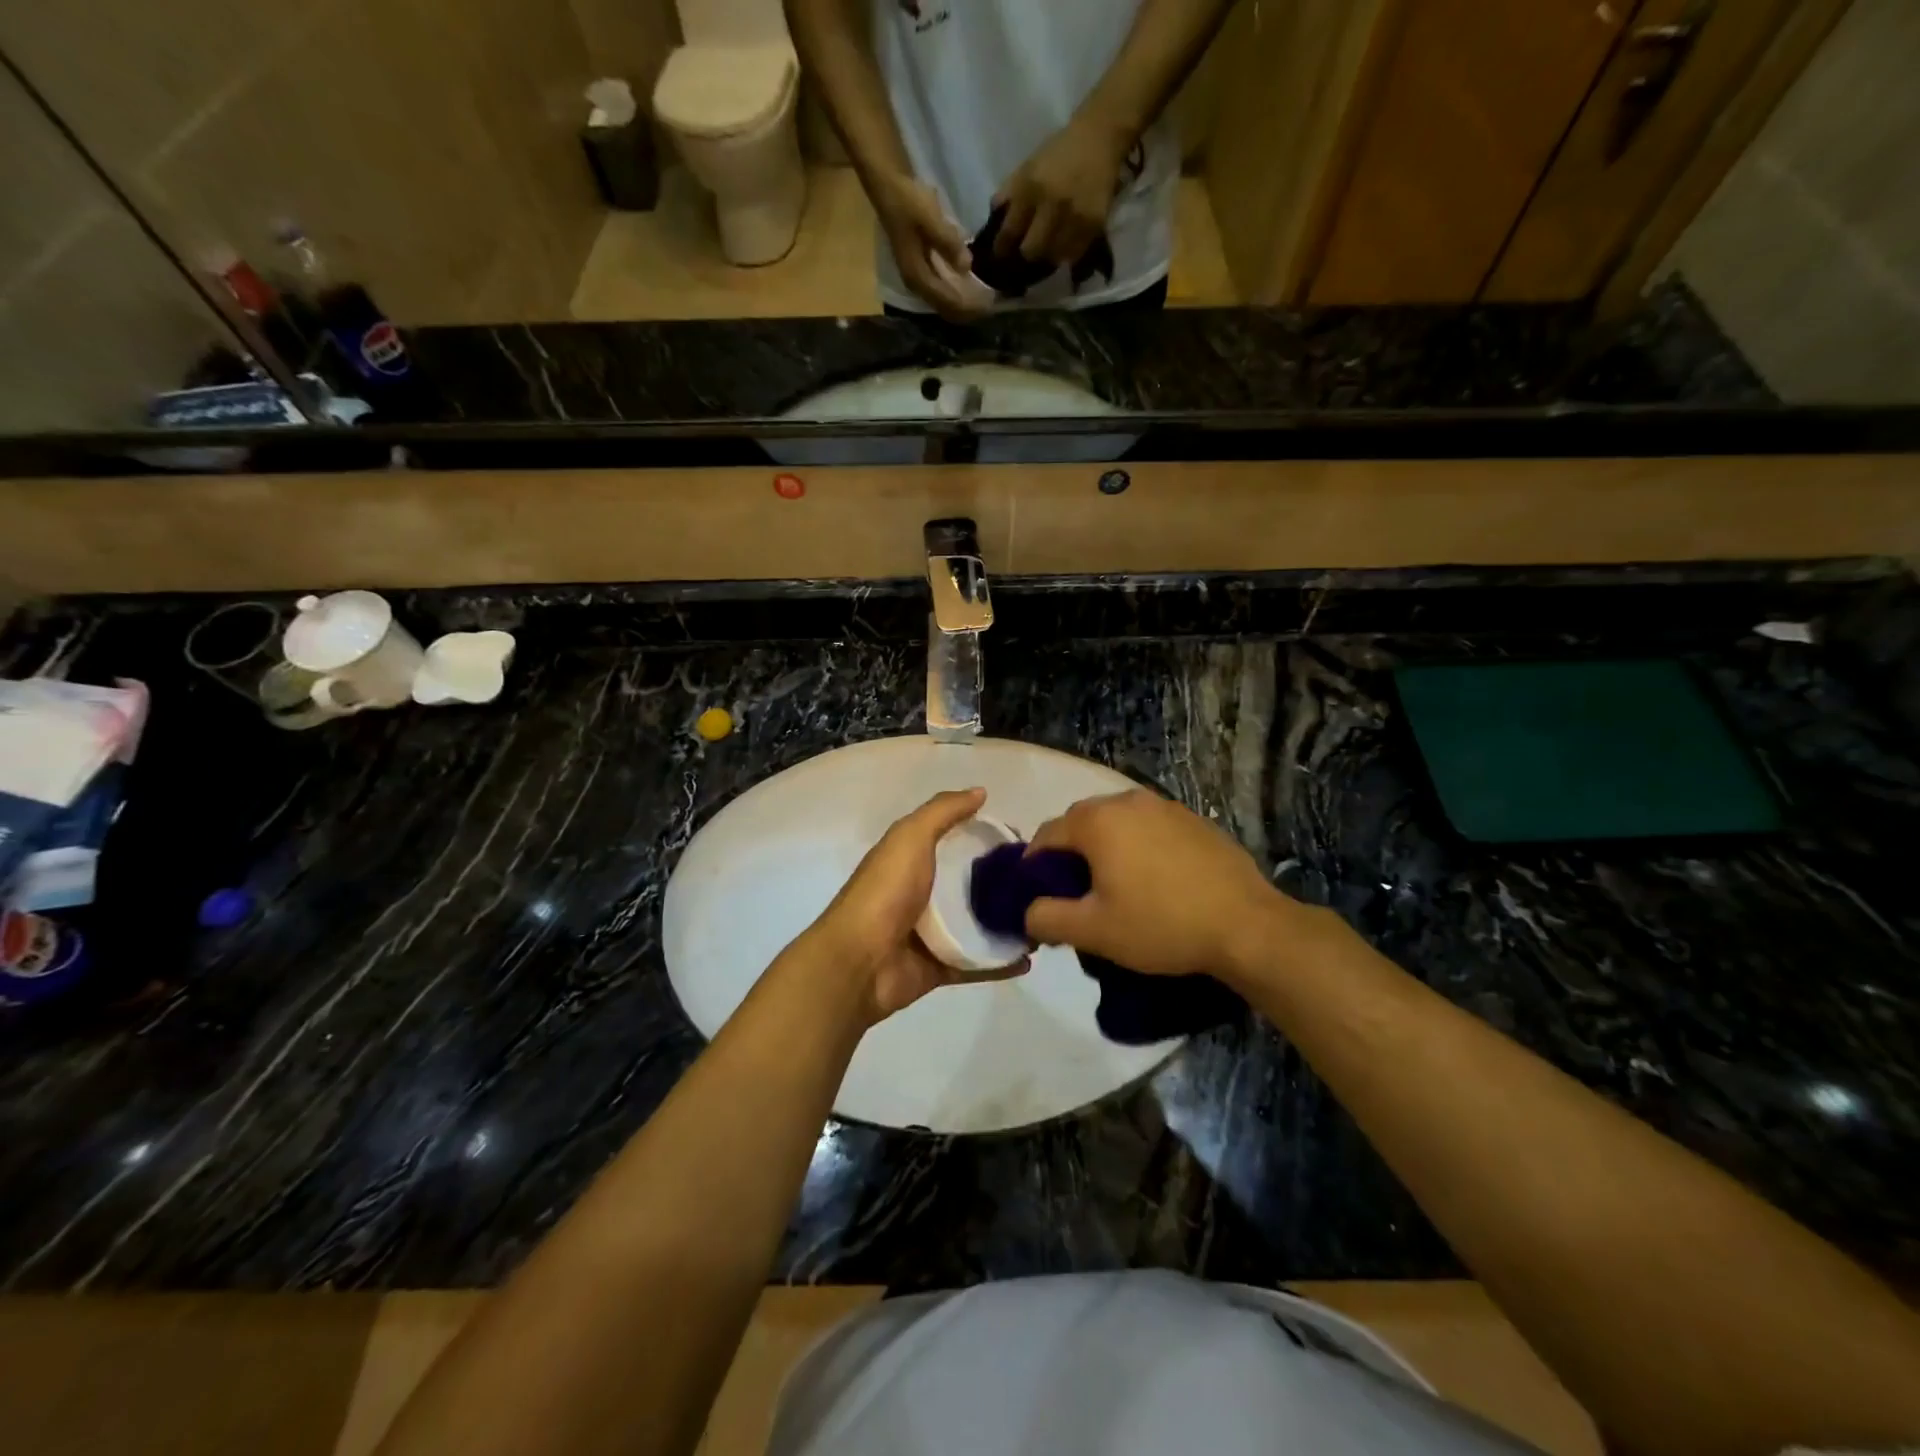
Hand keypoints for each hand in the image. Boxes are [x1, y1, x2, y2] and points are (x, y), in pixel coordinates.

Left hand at [806, 788, 1026, 1025]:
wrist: (859, 961)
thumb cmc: (885, 891)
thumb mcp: (910, 836)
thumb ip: (943, 811)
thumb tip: (981, 792)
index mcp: (913, 860)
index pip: (957, 843)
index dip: (988, 839)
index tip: (1025, 841)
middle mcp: (923, 894)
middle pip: (973, 885)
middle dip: (1006, 883)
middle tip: (1044, 883)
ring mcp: (932, 934)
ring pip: (979, 925)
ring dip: (1009, 923)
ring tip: (1045, 919)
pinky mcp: (940, 968)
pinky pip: (978, 963)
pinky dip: (1002, 962)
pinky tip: (1030, 958)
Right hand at [871, 173, 986, 321]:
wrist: (889, 188)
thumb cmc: (909, 202)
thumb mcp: (930, 219)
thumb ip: (948, 243)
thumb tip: (966, 266)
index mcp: (917, 276)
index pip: (947, 301)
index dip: (968, 306)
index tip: (989, 303)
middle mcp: (917, 284)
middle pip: (945, 307)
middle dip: (967, 309)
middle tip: (991, 304)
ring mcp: (918, 279)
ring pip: (944, 302)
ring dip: (963, 304)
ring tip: (984, 300)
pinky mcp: (922, 271)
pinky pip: (942, 292)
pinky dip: (957, 293)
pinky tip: (971, 288)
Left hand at [994, 115, 1130, 266]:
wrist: (1100, 137)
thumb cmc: (1059, 153)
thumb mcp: (1028, 167)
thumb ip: (1009, 194)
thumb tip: (993, 221)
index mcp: (1030, 188)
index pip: (1008, 233)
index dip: (1001, 250)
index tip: (1000, 256)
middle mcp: (1052, 205)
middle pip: (1031, 251)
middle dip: (1026, 255)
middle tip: (1026, 254)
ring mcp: (1074, 216)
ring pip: (1053, 257)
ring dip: (1048, 257)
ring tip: (1047, 250)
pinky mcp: (1094, 224)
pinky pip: (1074, 253)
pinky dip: (1067, 253)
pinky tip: (1065, 244)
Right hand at [1024, 790, 1296, 981]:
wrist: (1246, 926)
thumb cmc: (1161, 925)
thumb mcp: (1094, 931)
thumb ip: (1047, 917)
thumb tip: (1028, 911)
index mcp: (1098, 821)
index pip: (1047, 835)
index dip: (1034, 866)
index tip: (1039, 896)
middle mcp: (1127, 800)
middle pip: (1082, 823)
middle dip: (1072, 854)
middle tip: (1078, 894)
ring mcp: (1165, 806)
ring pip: (1118, 823)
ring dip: (1107, 848)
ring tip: (1118, 887)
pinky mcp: (1194, 819)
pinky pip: (1150, 827)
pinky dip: (1140, 846)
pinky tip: (1156, 880)